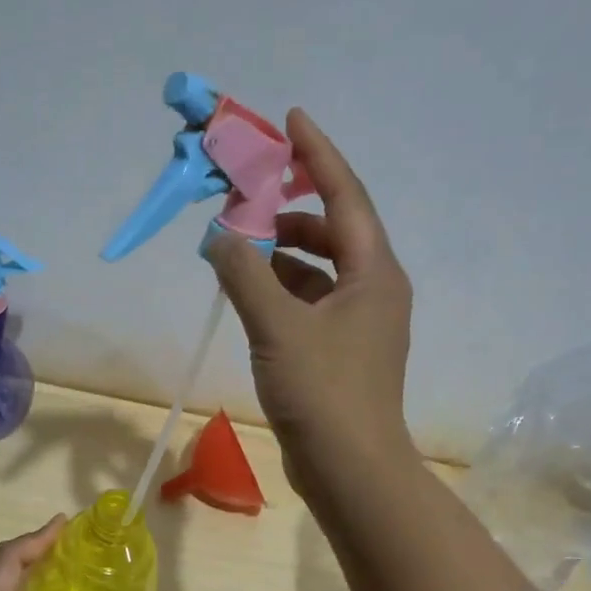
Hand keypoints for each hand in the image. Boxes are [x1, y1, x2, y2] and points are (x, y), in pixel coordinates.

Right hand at [206, 109, 416, 501]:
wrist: (351, 470)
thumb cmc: (323, 392)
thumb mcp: (277, 327)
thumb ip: (243, 274)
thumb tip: (217, 235)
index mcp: (373, 273)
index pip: (345, 197)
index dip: (318, 155)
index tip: (290, 120)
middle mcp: (373, 290)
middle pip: (332, 231)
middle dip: (289, 210)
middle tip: (245, 196)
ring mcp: (359, 325)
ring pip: (317, 271)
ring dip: (280, 254)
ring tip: (237, 248)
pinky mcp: (340, 353)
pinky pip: (309, 304)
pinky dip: (280, 291)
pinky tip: (249, 294)